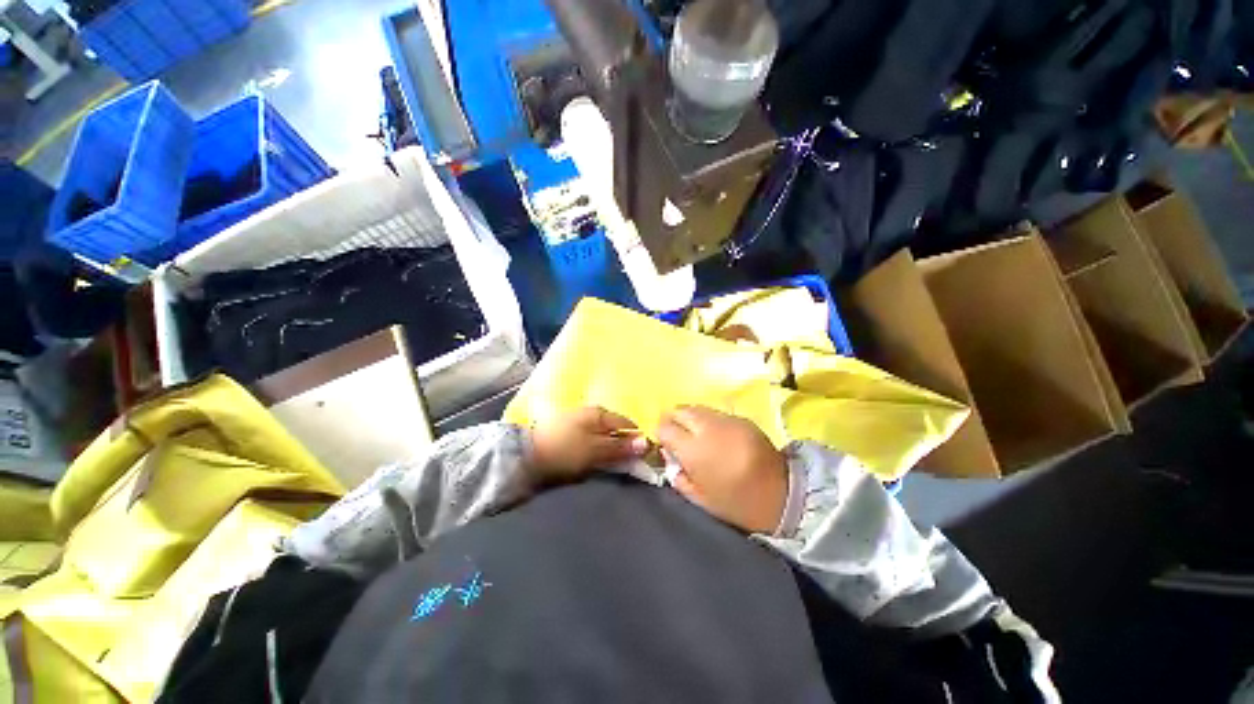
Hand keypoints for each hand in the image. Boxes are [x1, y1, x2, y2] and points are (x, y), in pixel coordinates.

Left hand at [528, 406, 649, 483]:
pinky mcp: (569, 432)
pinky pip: (591, 439)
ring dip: (609, 449)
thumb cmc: (564, 451)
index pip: (627, 425)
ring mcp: (579, 421)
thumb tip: (646, 442)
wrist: (525, 456)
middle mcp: (591, 413)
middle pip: (615, 429)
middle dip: (623, 446)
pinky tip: (595, 459)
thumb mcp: (595, 450)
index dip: (636, 441)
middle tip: (626, 466)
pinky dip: (597, 449)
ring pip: (604, 435)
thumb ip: (620, 446)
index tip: (643, 459)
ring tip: (610, 465)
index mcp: (599, 413)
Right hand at [657, 405, 787, 534]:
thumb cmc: (737, 503)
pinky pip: (715, 412)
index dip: (661, 434)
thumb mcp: (700, 499)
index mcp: (694, 451)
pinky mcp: (742, 418)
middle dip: (672, 419)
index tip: (665, 444)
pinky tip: (715, 434)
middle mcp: (708, 428)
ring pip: (697, 407)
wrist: (783, 496)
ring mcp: (727, 420)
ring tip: (695, 433)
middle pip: (679, 410)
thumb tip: (668, 456)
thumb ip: (678, 476)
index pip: (665, 428)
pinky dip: (708, 419)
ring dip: (690, 417)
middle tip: (676, 434)